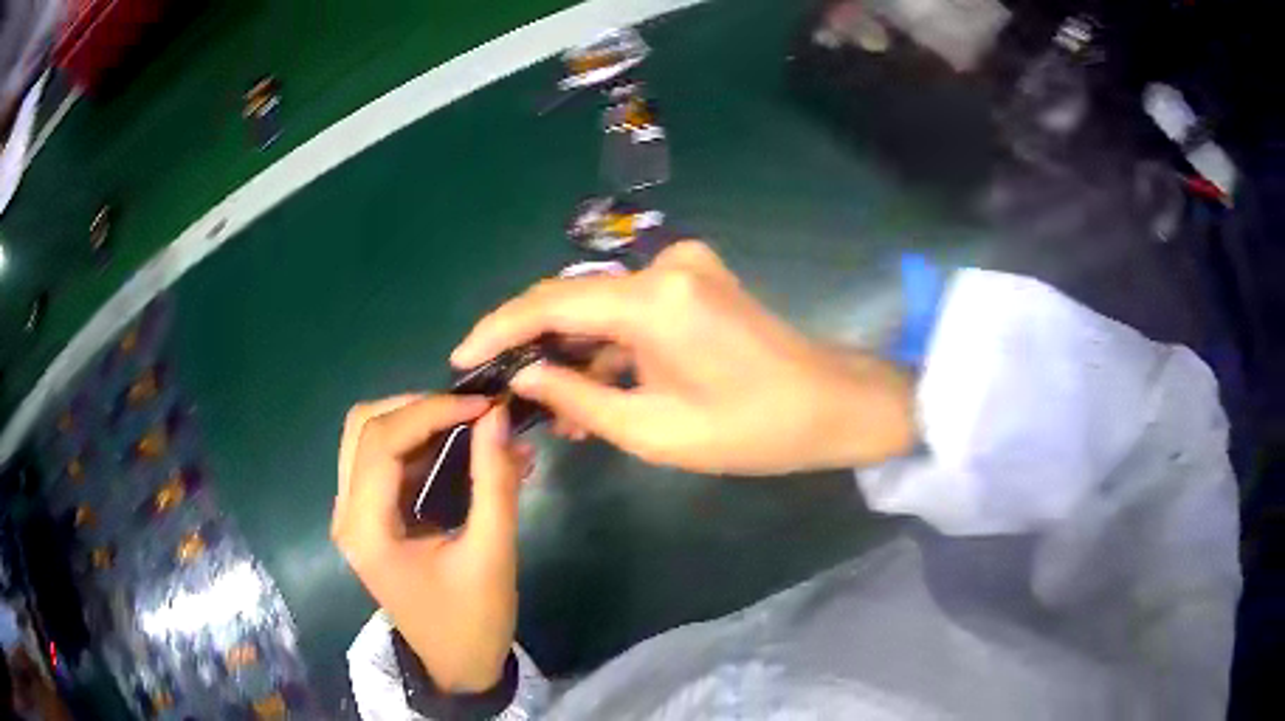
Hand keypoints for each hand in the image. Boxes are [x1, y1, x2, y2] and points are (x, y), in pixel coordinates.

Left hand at [332, 395, 531, 691]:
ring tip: (470, 425)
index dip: (431, 410)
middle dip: (418, 407)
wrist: (456, 666)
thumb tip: (498, 416)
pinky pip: (384, 461)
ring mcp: (353, 515)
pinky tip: (461, 450)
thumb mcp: (492, 554)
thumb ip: (494, 482)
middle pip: (363, 426)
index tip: (485, 405)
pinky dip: (419, 444)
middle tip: (472, 412)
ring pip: (369, 437)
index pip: (381, 440)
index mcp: (366, 528)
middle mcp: (347, 513)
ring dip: (417, 421)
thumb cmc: (473, 621)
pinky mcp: (369, 518)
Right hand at [452, 242, 915, 474]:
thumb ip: (578, 398)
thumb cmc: (752, 430)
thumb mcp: (654, 430)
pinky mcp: (695, 279)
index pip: (550, 302)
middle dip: (533, 343)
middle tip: (501, 387)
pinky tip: (592, 386)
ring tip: (548, 405)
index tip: (462, 358)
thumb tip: (523, 376)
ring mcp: (683, 267)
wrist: (832, 404)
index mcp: (654, 299)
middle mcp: (664, 265)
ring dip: (573, 350)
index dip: (498, 329)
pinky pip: (632, 309)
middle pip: (573, 298)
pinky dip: (608, 344)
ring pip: (601, 306)